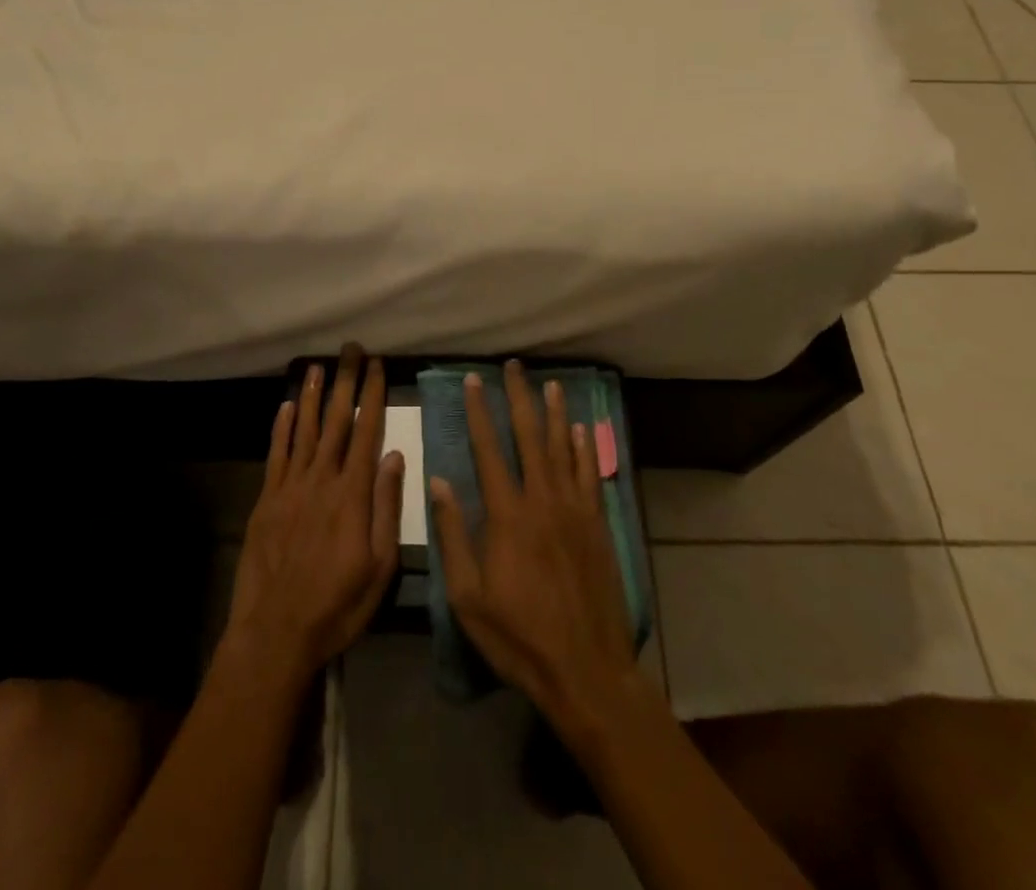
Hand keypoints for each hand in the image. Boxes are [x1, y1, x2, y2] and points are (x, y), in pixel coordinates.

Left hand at [224, 346, 404, 683]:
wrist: (275, 632)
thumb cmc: (337, 604)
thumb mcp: (380, 566)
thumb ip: (386, 506)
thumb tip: (394, 455)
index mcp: (353, 494)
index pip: (367, 431)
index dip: (373, 395)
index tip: (378, 365)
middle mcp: (322, 479)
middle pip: (337, 421)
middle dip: (345, 382)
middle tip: (351, 349)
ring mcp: (290, 487)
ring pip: (305, 429)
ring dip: (313, 395)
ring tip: (318, 365)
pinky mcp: (266, 500)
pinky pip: (276, 454)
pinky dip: (282, 427)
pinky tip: (287, 406)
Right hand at [429, 361, 638, 735]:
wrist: (585, 668)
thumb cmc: (518, 636)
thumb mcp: (468, 596)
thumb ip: (453, 535)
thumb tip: (438, 482)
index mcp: (507, 515)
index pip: (488, 450)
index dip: (479, 412)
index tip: (473, 380)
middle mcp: (542, 500)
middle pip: (529, 437)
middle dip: (519, 398)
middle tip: (513, 366)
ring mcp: (574, 510)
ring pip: (562, 448)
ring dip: (554, 413)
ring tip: (549, 383)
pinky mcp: (597, 525)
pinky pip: (589, 475)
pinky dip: (583, 448)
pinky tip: (579, 429)